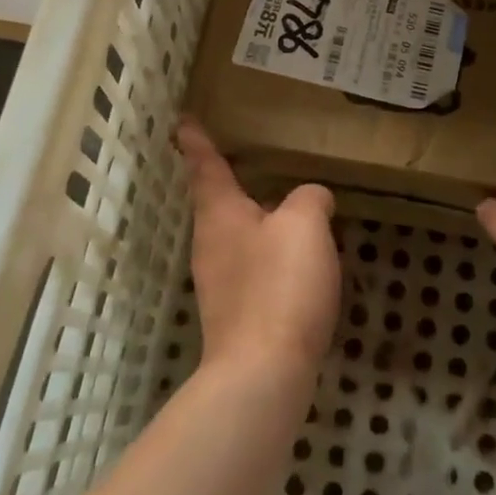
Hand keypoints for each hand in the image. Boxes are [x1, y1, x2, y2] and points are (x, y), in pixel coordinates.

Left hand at [177, 117, 341, 377]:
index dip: (196, 141)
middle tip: (253, 165)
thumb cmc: (280, 285)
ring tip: (291, 214)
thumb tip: (311, 199)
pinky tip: (300, 266)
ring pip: (239, 238)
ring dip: (259, 223)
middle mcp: (211, 244)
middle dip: (232, 185)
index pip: (205, 165)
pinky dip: (272, 258)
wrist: (263, 373)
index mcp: (220, 213)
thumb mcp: (305, 225)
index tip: (183, 121)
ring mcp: (220, 283)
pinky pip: (254, 270)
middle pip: (218, 204)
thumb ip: (309, 199)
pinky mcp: (236, 315)